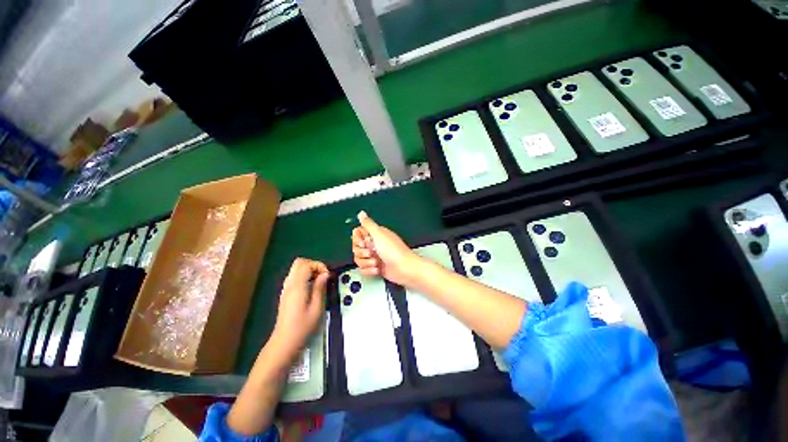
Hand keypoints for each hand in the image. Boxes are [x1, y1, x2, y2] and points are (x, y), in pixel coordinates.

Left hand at [270, 258, 329, 360]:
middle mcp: (289, 284)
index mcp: (297, 286)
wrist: (285, 341)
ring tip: (319, 282)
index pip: (306, 264)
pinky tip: (311, 288)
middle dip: (313, 265)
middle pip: (299, 263)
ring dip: (309, 270)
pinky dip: (304, 276)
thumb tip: (325, 274)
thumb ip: (320, 288)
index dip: (319, 266)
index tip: (327, 276)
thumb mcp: (317, 307)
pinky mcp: (285, 294)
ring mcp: (286, 288)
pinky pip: (294, 276)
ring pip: (296, 268)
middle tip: (323, 276)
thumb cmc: (303, 326)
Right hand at [352, 211, 422, 285]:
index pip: (357, 235)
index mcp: (375, 235)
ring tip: (377, 262)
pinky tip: (378, 269)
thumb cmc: (394, 251)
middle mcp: (374, 244)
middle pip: (356, 248)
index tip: (364, 242)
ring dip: (367, 263)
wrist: (404, 268)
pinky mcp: (375, 267)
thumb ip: (368, 224)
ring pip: (358, 260)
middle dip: (362, 253)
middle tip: (372, 253)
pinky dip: (370, 271)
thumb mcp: (379, 234)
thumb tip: (361, 213)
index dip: (357, 240)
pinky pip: (364, 269)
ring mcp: (374, 256)